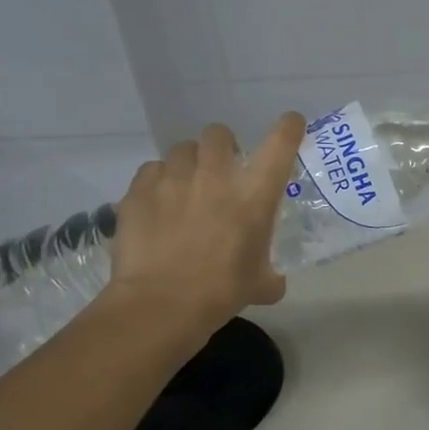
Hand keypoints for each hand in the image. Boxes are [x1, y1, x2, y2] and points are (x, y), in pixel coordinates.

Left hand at [102, 115, 304, 340]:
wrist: (161, 304)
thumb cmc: (222, 291)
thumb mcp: (260, 283)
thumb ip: (270, 273)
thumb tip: (272, 282)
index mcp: (255, 194)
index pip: (280, 143)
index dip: (288, 128)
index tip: (290, 124)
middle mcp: (216, 176)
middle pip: (219, 134)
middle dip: (223, 146)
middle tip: (222, 168)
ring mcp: (173, 180)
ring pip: (182, 149)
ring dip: (189, 162)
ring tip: (186, 185)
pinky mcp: (138, 192)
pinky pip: (150, 171)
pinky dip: (157, 181)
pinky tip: (157, 202)